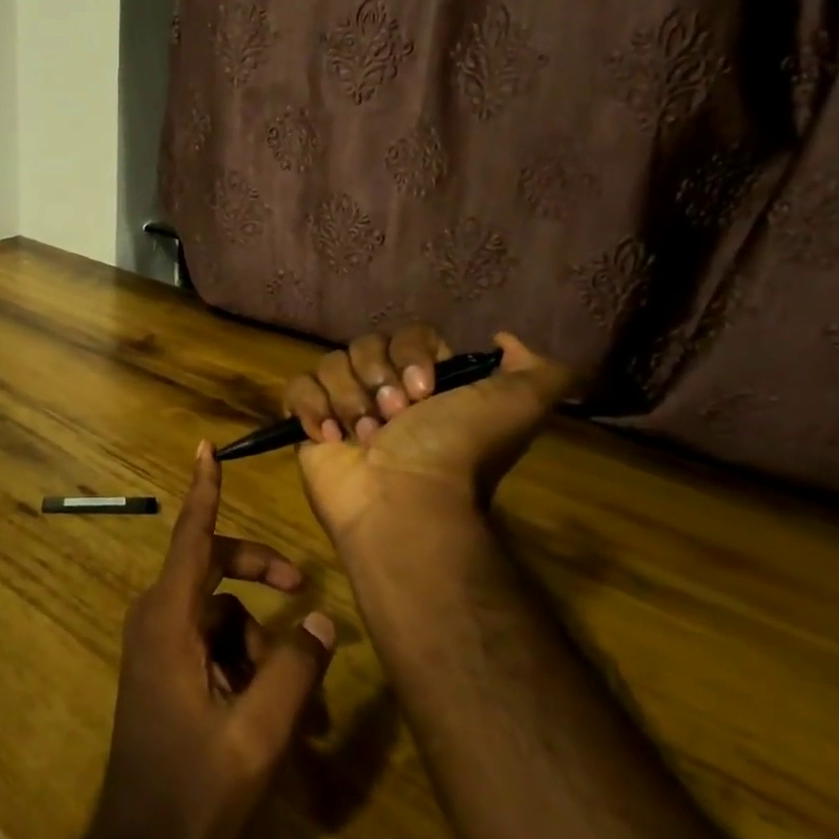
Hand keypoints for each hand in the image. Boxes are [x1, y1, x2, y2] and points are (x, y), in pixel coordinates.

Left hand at [86, 441, 336, 838]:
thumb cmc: (195, 786)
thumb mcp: (258, 730)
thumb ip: (295, 668)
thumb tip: (322, 615)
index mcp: (168, 618)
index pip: (191, 536)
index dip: (203, 490)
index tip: (206, 448)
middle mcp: (156, 617)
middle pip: (213, 569)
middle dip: (259, 573)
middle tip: (300, 585)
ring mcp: (157, 642)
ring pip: (220, 613)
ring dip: (259, 643)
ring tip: (295, 702)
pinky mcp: (163, 666)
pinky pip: (210, 641)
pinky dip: (243, 661)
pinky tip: (270, 710)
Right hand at [283, 328, 576, 547]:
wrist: (405, 504)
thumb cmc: (456, 452)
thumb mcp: (519, 407)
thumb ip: (540, 371)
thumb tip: (504, 339)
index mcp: (429, 382)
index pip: (409, 334)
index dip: (411, 355)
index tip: (424, 392)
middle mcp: (386, 390)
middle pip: (365, 345)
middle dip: (377, 380)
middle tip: (394, 419)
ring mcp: (344, 406)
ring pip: (331, 364)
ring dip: (348, 400)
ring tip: (364, 439)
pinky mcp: (309, 425)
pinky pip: (297, 389)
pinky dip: (312, 409)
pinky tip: (331, 438)